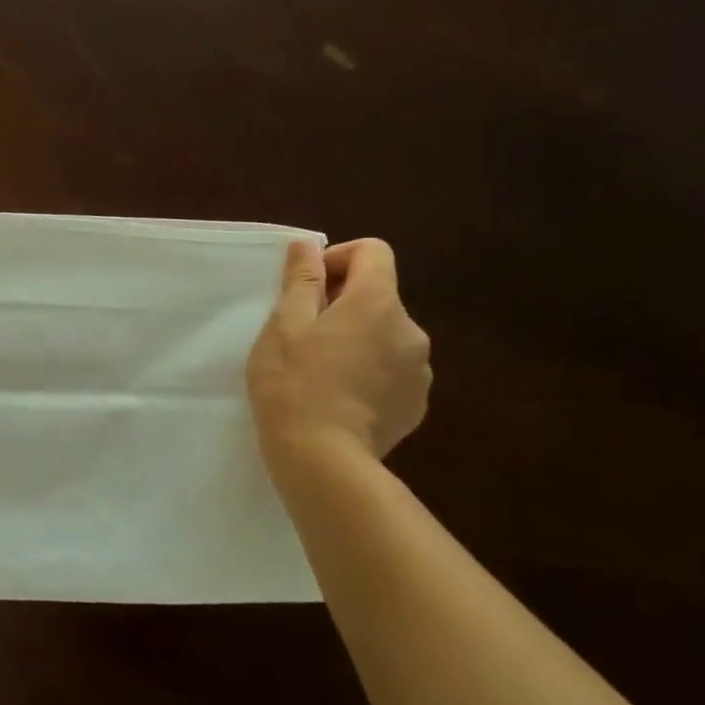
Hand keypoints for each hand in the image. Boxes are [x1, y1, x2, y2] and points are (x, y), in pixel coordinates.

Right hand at [246, 239, 430, 484]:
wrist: (323, 457)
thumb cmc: (293, 383)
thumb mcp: (284, 325)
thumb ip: (302, 280)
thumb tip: (308, 246)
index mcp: (378, 303)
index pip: (373, 252)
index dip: (338, 258)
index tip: (308, 287)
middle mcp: (411, 330)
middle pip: (378, 295)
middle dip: (341, 303)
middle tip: (302, 333)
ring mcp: (420, 370)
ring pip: (384, 334)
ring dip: (356, 337)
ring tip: (320, 368)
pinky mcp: (416, 403)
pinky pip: (392, 369)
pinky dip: (368, 369)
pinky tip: (339, 395)